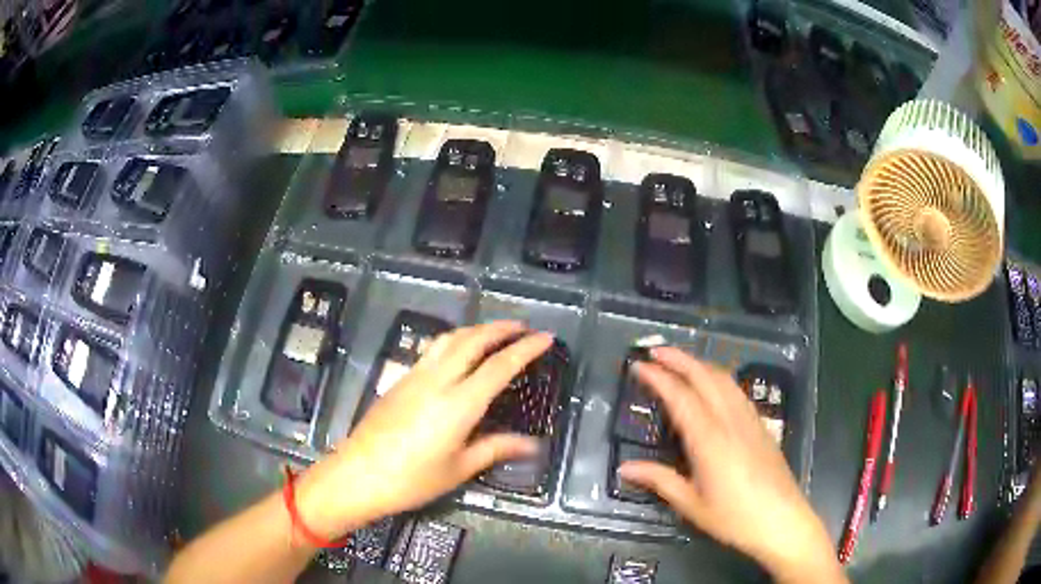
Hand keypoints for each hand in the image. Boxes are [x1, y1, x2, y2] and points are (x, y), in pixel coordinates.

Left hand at [296, 321, 551, 536]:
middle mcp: (437, 380)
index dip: (525, 349)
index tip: (546, 337)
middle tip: (523, 327)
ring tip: (494, 333)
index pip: (499, 366)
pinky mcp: (399, 380)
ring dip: (476, 330)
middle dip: (501, 328)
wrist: (358, 475)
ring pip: (449, 339)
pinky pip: (433, 349)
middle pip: (473, 341)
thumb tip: (532, 445)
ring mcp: (415, 376)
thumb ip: (495, 448)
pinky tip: (458, 352)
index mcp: (458, 404)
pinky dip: (455, 340)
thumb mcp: (459, 468)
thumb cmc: (412, 479)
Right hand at [618, 348, 843, 582]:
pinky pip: (737, 391)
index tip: (639, 365)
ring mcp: (749, 419)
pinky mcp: (761, 425)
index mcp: (709, 439)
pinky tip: (713, 386)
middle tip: (655, 351)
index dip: (658, 377)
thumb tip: (625, 468)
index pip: (680, 397)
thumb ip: (659, 480)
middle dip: (679, 359)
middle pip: (705, 376)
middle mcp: (730, 420)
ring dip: (700, 364)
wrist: (781, 520)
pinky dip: (718, 378)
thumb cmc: (733, 517)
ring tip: (680, 362)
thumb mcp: (691, 504)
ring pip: (724, 379)